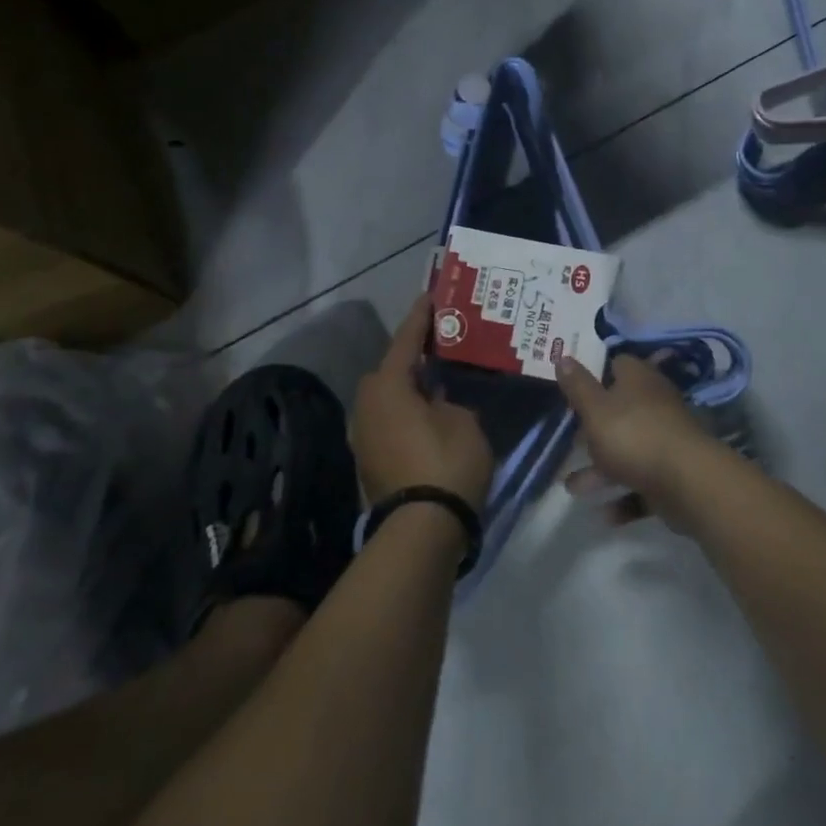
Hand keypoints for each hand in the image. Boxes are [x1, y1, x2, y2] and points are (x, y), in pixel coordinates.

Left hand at [351, 296, 492, 510]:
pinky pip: (387, 421)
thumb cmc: (447, 462)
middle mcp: (367, 405)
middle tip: (440, 348)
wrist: (422, 529)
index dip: (421, 317)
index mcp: (388, 386)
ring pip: (386, 398)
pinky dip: (404, 413)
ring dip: (407, 388)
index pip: (406, 340)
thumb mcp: (463, 420)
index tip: (431, 296)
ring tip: (437, 383)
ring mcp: (363, 435)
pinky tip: (427, 415)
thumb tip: (435, 400)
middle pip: (389, 369)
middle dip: (411, 357)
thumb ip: (448, 400)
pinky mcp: (368, 460)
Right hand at [557, 355, 717, 531]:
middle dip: (594, 429)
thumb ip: (577, 386)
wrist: (689, 482)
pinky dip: (625, 496)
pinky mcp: (674, 472)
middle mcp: (655, 403)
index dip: (594, 373)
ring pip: (629, 449)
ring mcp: (666, 439)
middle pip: (620, 410)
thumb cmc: (634, 436)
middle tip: (570, 441)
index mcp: (638, 379)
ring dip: (602, 469)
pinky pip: (643, 481)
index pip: (616, 365)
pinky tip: (605, 514)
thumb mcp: (595, 409)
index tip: (572, 388)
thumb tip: (564, 355)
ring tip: (573, 488)